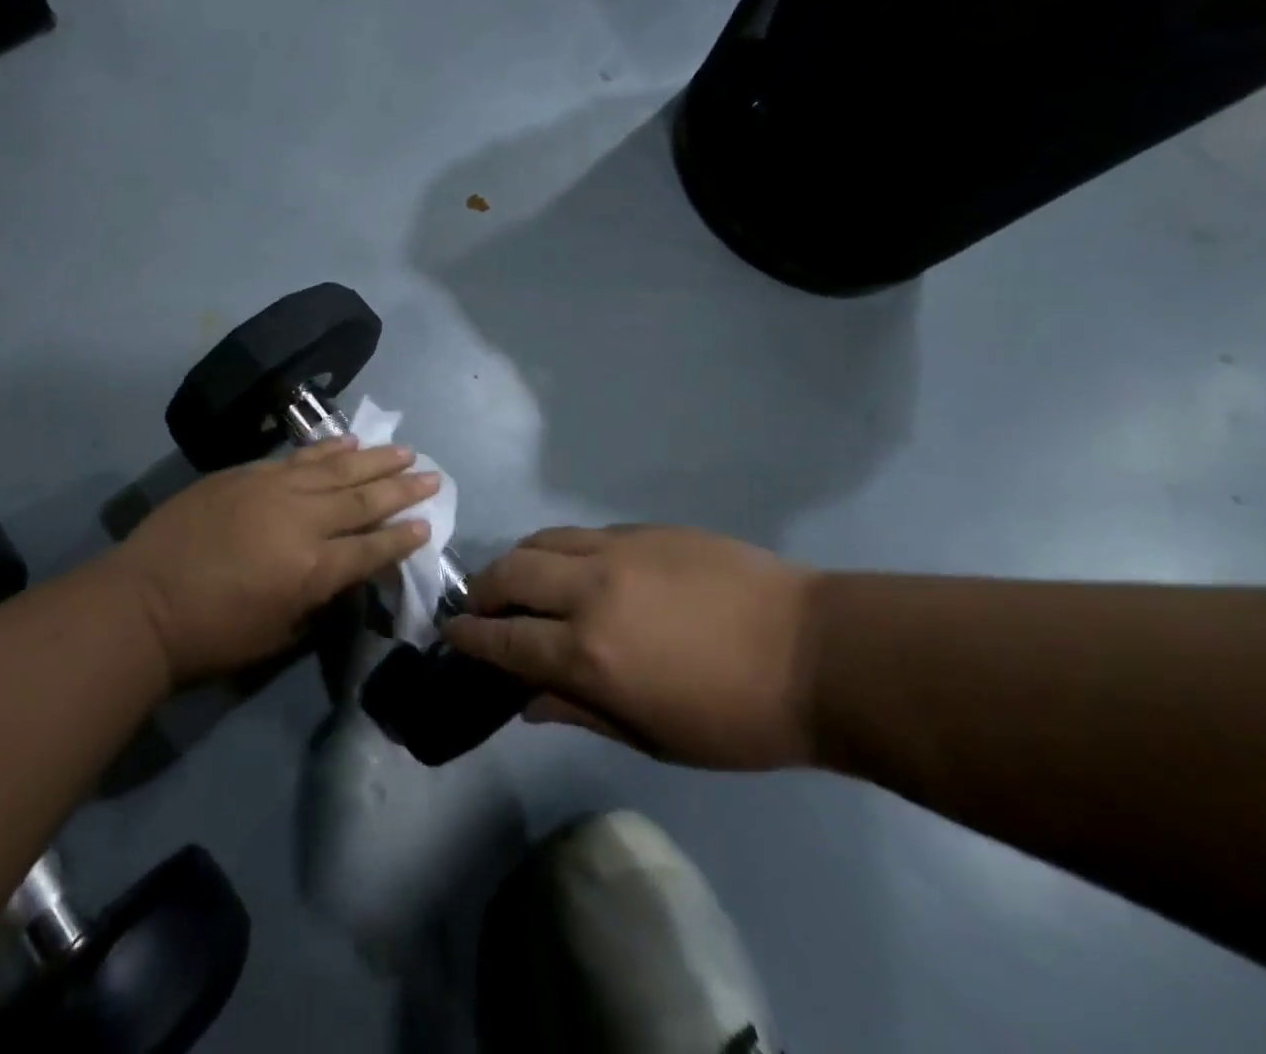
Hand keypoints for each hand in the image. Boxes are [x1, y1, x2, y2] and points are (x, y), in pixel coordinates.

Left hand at [115, 438, 439, 684]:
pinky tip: (349, 442)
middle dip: (402, 489)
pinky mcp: (247, 475)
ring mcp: (274, 490)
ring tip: (404, 450)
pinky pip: (298, 458)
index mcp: (314, 569)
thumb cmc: (212, 636)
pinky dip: (327, 449)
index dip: (403, 537)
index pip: (372, 548)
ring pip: (337, 468)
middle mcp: (303, 521)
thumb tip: (342, 574)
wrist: (142, 604)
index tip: (428, 523)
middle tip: (433, 476)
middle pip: (364, 499)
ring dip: (375, 459)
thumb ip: (319, 601)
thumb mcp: (279, 636)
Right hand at [442, 526, 817, 768]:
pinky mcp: (645, 529)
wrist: (815, 651)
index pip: (505, 637)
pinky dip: (560, 549)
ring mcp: (618, 549)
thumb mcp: (653, 737)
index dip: (470, 636)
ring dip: (517, 560)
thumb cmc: (736, 717)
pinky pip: (583, 533)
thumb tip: (526, 703)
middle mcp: (590, 590)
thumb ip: (580, 712)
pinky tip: (573, 566)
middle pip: (510, 573)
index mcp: (589, 652)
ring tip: (518, 580)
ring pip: (542, 540)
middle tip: (478, 606)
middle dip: (482, 589)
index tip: (450, 634)